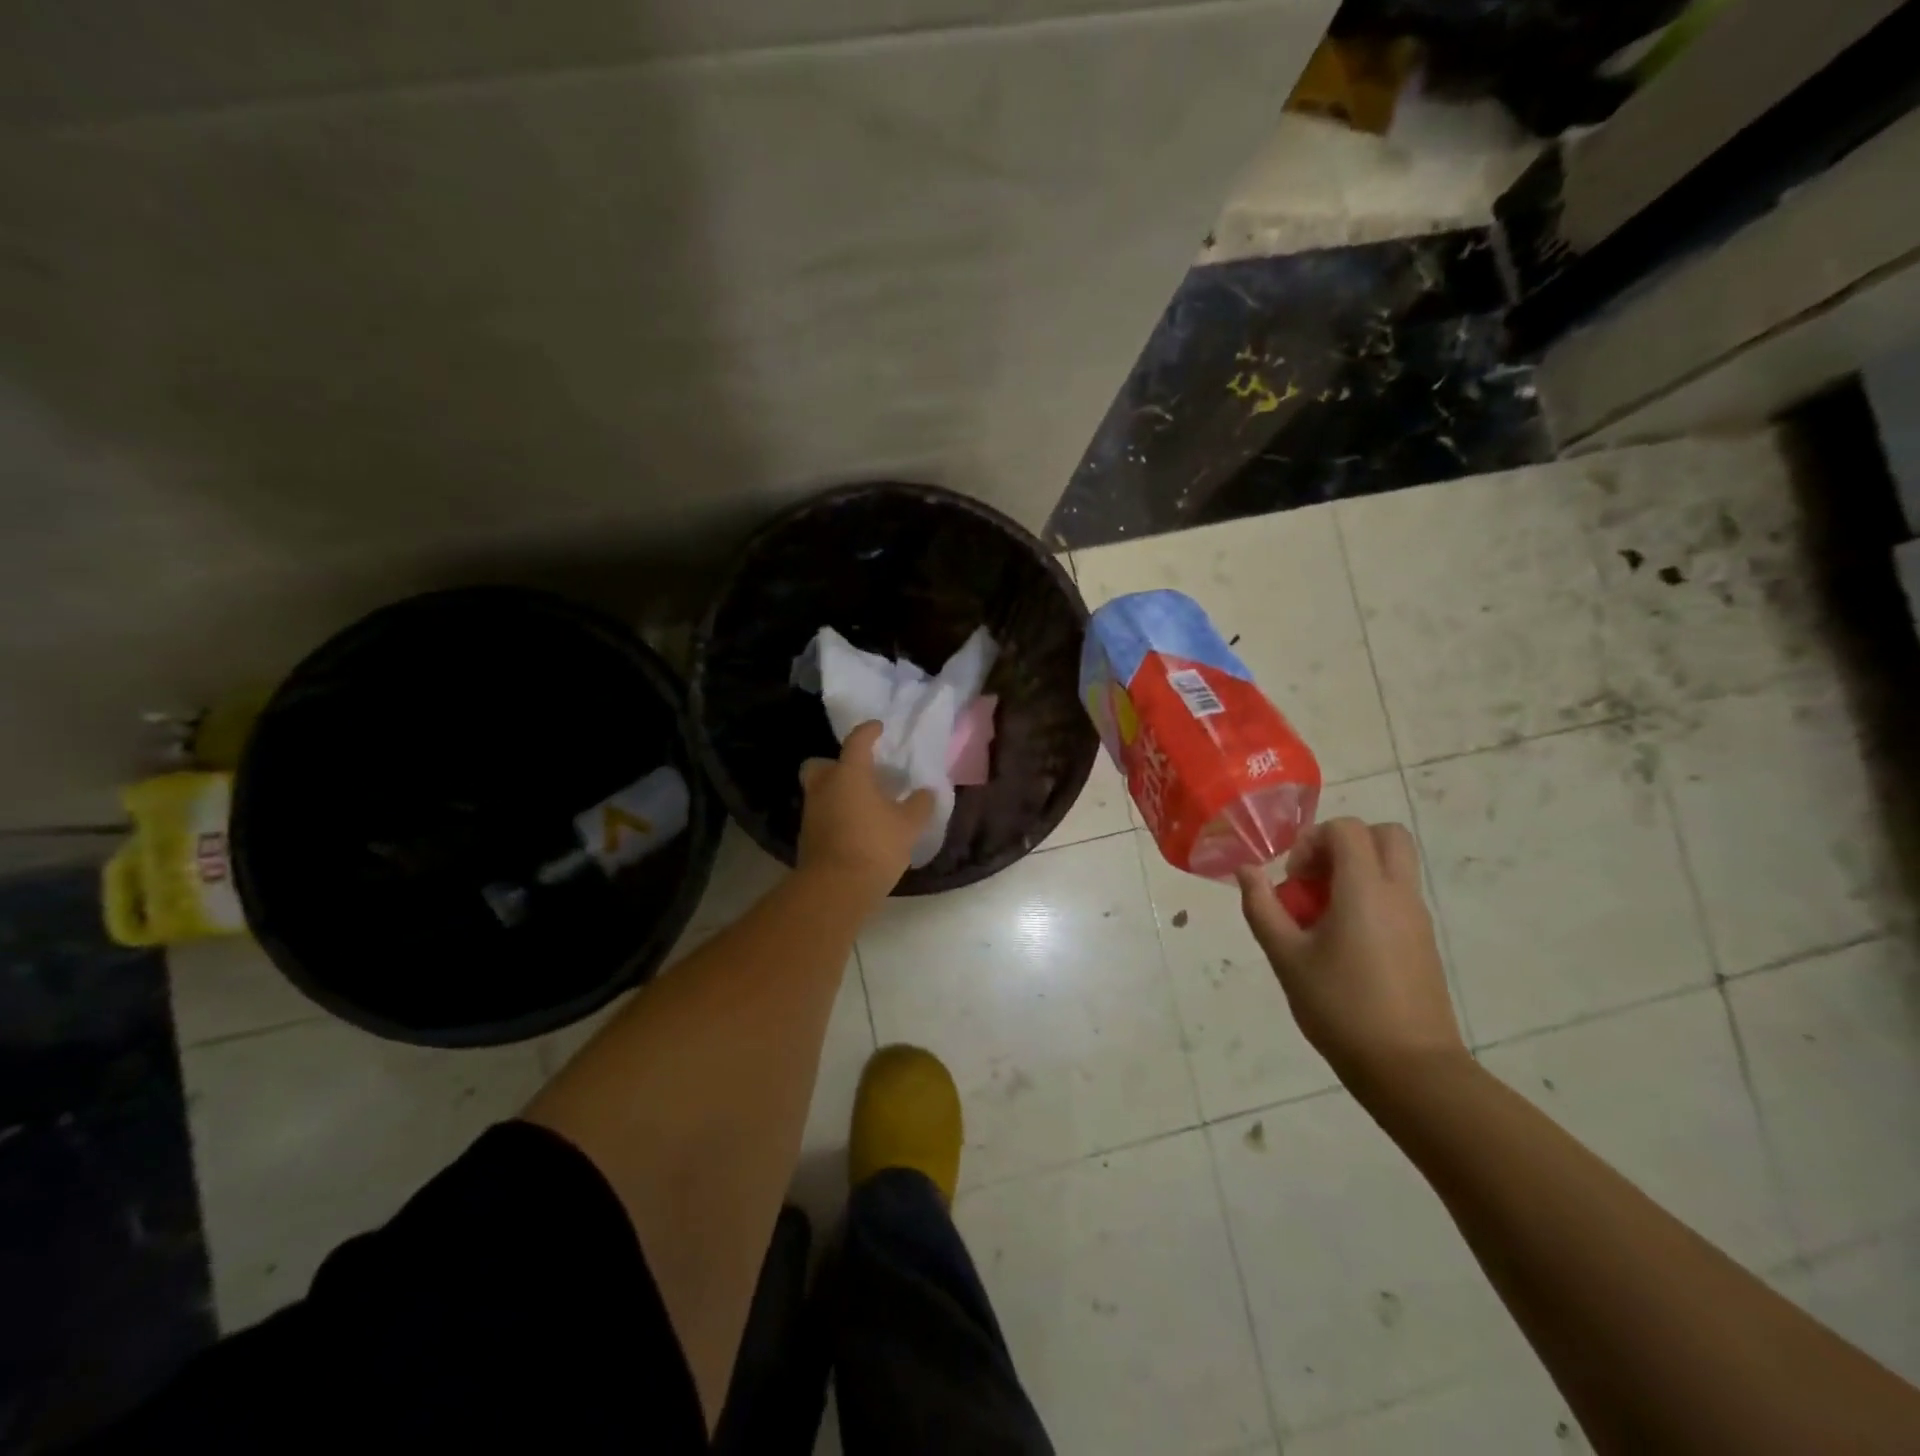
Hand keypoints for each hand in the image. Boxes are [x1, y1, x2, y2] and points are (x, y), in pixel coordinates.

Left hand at [797, 721, 934, 898]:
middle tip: (860, 773)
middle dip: (836, 764)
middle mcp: (824, 787)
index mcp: (849, 774)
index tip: (878, 728)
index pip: (857, 741)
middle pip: (822, 764)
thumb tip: (926, 792)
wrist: (835, 888)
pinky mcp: (807, 837)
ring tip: (864, 804)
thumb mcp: (908, 825)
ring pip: (821, 791)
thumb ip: (919, 804)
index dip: (868, 731)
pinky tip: (856, 827)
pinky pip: (822, 814)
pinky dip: (836, 814)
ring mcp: (811, 812)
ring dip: (838, 792)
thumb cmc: (874, 846)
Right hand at [1235, 817, 1465, 1093]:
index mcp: (1365, 890)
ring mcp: (1417, 918)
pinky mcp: (1424, 941)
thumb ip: (1262, 908)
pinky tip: (1343, 943)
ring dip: (1356, 873)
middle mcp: (1399, 894)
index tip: (1294, 880)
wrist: (1410, 1069)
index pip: (1347, 829)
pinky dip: (1369, 899)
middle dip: (1344, 845)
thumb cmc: (1340, 1007)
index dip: (1313, 841)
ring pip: (1393, 866)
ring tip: (1323, 917)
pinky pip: (1397, 896)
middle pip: (1385, 835)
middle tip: (1315, 880)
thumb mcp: (1286, 957)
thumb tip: (1246, 871)